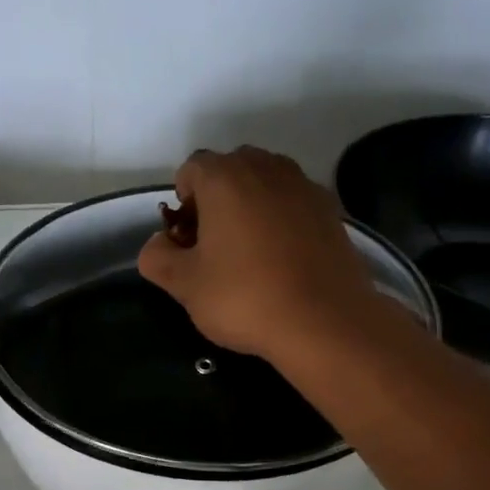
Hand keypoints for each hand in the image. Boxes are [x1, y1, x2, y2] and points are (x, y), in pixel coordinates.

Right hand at [137, 147, 380, 361]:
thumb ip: (157, 257)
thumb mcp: (184, 285)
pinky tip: (283, 259)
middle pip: (230, 169)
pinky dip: (282, 220)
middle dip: (217, 199)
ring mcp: (304, 186)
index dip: (182, 202)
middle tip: (214, 244)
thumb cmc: (245, 297)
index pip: (191, 169)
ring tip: (250, 252)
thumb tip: (159, 245)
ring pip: (265, 183)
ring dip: (251, 206)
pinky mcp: (331, 210)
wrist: (325, 321)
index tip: (187, 239)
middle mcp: (266, 168)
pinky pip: (294, 203)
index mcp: (225, 177)